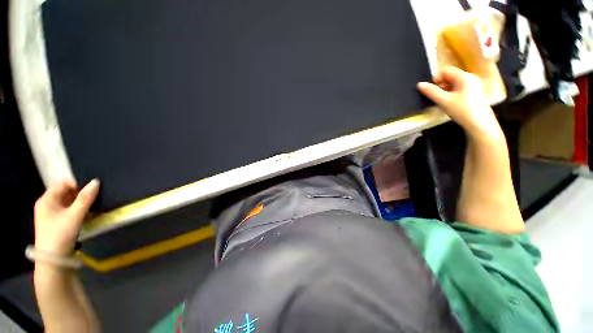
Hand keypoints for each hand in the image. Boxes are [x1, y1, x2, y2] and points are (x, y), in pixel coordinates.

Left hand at [34, 180, 99, 255]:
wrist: (53, 260)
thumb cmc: (61, 234)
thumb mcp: (75, 216)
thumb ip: (85, 198)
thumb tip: (96, 181)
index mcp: (47, 199)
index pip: (63, 183)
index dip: (77, 184)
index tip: (91, 191)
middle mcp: (47, 204)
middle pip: (65, 193)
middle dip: (80, 195)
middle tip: (94, 200)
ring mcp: (50, 214)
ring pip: (68, 202)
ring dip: (80, 203)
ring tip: (93, 208)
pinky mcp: (55, 222)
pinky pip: (68, 211)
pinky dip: (77, 211)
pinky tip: (86, 216)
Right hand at [417, 66, 502, 140]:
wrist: (480, 124)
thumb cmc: (462, 110)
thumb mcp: (444, 101)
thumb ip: (431, 92)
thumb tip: (419, 84)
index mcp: (464, 77)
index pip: (446, 70)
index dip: (436, 78)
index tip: (429, 90)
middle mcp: (470, 78)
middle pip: (450, 76)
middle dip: (440, 85)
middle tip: (433, 97)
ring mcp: (473, 86)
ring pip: (454, 84)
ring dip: (444, 90)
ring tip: (440, 101)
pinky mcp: (474, 94)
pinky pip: (459, 89)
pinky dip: (451, 94)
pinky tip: (448, 103)